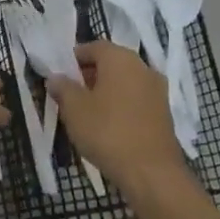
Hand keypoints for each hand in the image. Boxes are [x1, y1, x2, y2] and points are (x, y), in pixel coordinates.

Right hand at [47, 41, 186, 192]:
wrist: (151, 171)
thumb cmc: (107, 132)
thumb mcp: (74, 109)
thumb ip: (63, 88)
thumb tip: (56, 77)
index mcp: (121, 59)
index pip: (94, 46)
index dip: (74, 58)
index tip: (60, 74)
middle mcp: (143, 68)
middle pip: (111, 63)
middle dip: (89, 75)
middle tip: (69, 93)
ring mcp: (157, 91)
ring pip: (124, 82)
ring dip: (105, 90)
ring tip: (85, 111)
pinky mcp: (163, 113)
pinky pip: (135, 99)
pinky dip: (120, 105)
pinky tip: (107, 125)